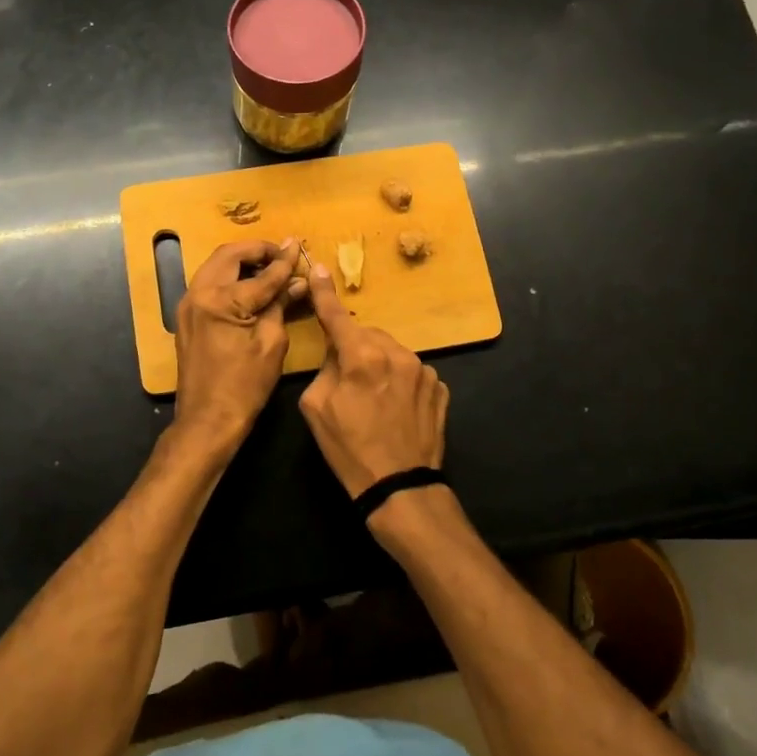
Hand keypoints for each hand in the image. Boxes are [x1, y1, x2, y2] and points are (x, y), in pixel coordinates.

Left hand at [173, 237, 307, 450]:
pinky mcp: (187, 317)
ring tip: (269, 267)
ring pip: (215, 266)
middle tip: (282, 255)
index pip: (260, 273)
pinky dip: (230, 277)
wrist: (207, 420)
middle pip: (228, 255)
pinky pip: (209, 284)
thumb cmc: (244, 386)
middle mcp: (198, 294)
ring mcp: (188, 305)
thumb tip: (297, 281)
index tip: (298, 246)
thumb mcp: (271, 343)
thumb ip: (281, 304)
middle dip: (257, 251)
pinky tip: (251, 286)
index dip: (283, 261)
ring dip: (242, 261)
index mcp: (220, 300)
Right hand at [298, 263, 448, 498]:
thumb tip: (339, 354)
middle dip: (355, 347)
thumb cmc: (349, 450)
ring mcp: (424, 370)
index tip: (320, 268)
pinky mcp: (440, 388)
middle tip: (347, 379)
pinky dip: (401, 381)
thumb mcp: (316, 408)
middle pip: (368, 335)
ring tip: (375, 399)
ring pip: (392, 352)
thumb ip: (326, 369)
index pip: (337, 316)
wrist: (400, 487)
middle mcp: (397, 354)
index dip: (325, 293)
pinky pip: (412, 372)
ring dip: (380, 364)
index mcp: (362, 356)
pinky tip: (396, 409)